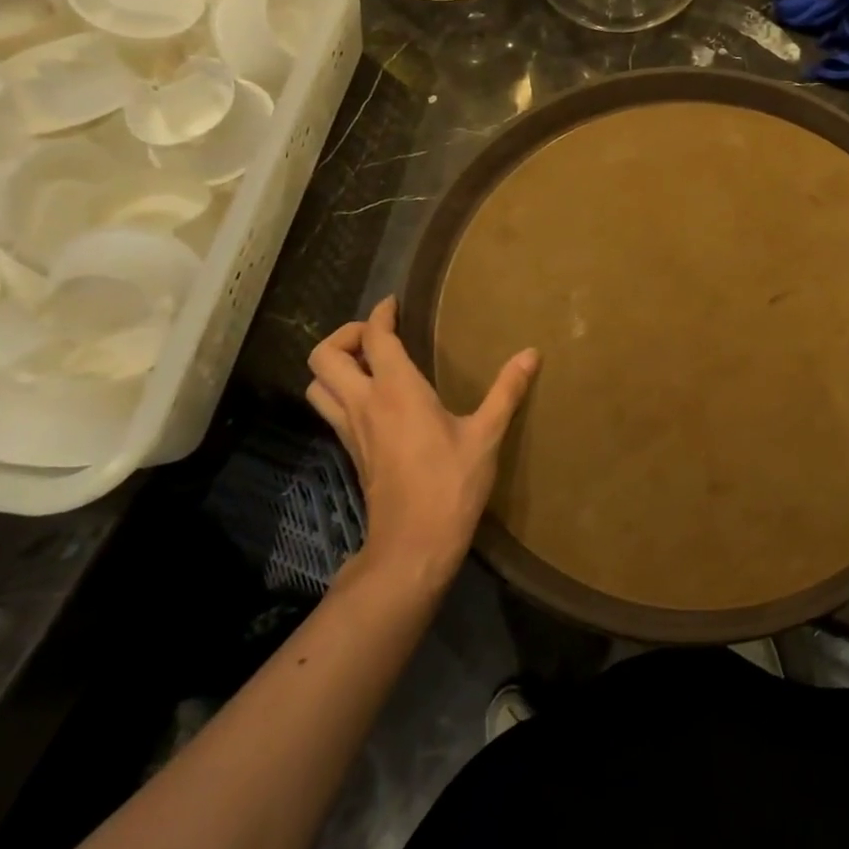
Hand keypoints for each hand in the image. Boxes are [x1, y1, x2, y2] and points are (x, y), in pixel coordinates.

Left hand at [307, 297, 538, 582]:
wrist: (413, 546)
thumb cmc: (451, 485)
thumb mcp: (486, 435)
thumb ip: (507, 390)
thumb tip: (532, 353)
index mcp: (396, 390)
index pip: (373, 337)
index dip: (380, 313)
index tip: (395, 303)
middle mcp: (364, 403)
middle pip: (324, 356)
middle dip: (345, 335)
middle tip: (378, 334)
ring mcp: (351, 430)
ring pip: (317, 384)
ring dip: (335, 365)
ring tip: (370, 363)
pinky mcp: (351, 451)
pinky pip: (331, 409)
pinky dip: (341, 391)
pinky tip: (376, 399)